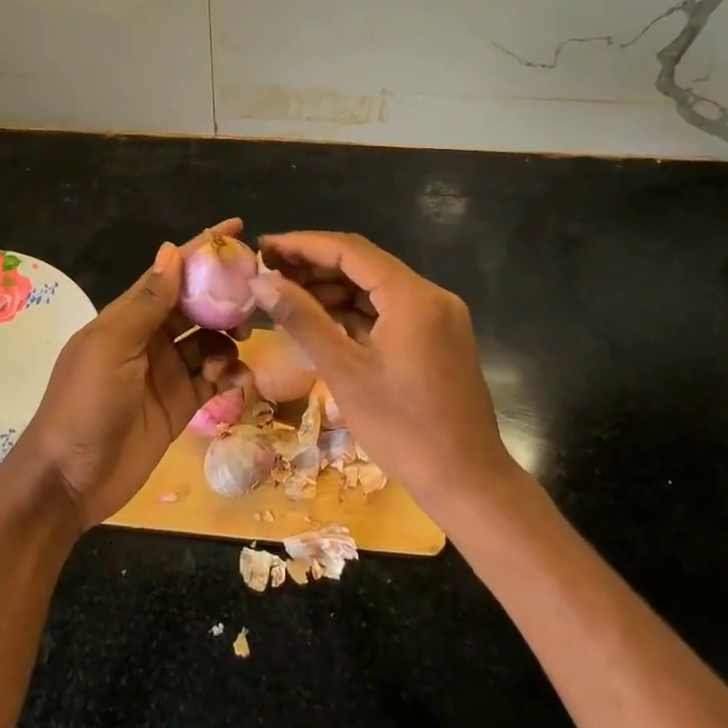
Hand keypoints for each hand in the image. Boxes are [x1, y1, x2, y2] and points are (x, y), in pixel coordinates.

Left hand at [6, 221, 246, 533]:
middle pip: (196, 306)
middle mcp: (150, 339)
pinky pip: (213, 379)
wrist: (69, 481)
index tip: (237, 228)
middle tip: (255, 301)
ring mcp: (166, 372)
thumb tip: (172, 250)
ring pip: (209, 341)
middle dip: (225, 299)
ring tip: (237, 350)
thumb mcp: (112, 348)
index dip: (201, 250)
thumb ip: (146, 302)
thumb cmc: (84, 405)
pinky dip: (229, 374)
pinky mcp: (180, 405)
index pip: (170, 274)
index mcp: (128, 318)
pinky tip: (238, 380)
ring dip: (227, 340)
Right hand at [250, 231, 516, 514]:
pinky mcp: (437, 338)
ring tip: (285, 294)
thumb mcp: (344, 372)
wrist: (467, 482)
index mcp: (413, 296)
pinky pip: (389, 311)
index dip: (302, 245)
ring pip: (375, 287)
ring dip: (332, 288)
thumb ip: (302, 319)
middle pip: (364, 264)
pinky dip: (354, 311)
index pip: (350, 250)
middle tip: (267, 272)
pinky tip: (320, 318)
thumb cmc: (403, 429)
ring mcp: (437, 317)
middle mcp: (430, 296)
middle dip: (314, 266)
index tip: (263, 247)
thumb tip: (260, 282)